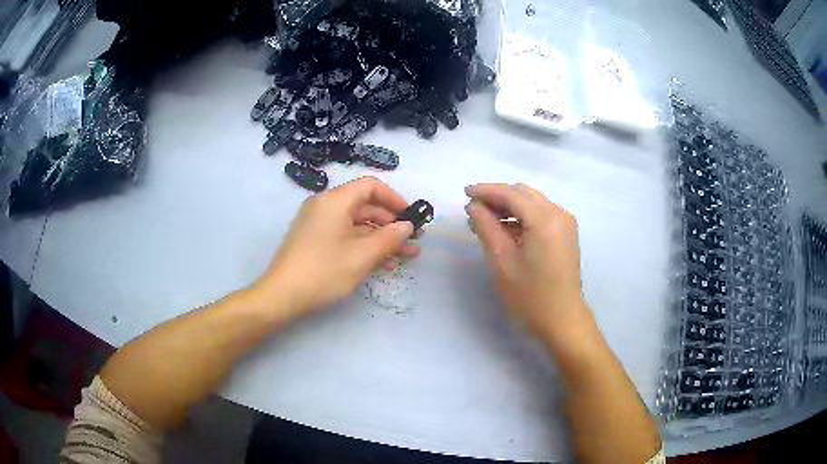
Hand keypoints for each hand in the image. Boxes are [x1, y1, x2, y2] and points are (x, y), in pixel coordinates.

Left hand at [254, 177, 417, 316]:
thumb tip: (407, 227)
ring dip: (381, 238)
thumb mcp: (362, 255)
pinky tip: (383, 262)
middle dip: (391, 223)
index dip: (394, 199)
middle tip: (413, 241)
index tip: (411, 217)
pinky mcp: (315, 241)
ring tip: (406, 256)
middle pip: (365, 206)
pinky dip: (364, 245)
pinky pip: (345, 236)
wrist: (282, 296)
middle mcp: (325, 206)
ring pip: (357, 224)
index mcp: (334, 201)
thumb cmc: (323, 271)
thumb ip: (390, 238)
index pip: (370, 186)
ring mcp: (319, 224)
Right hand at [465, 183, 586, 335]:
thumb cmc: (529, 296)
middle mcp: (559, 214)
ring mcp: (565, 223)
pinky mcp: (566, 233)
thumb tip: (474, 206)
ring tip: (485, 220)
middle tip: (473, 210)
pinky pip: (541, 213)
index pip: (512, 194)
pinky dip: (522, 215)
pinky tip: (506, 229)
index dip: (486, 191)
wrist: (562, 320)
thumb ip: (486, 227)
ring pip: (532, 202)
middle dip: (497, 197)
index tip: (464, 192)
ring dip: (509, 206)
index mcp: (545, 220)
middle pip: (523, 194)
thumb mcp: (501, 261)